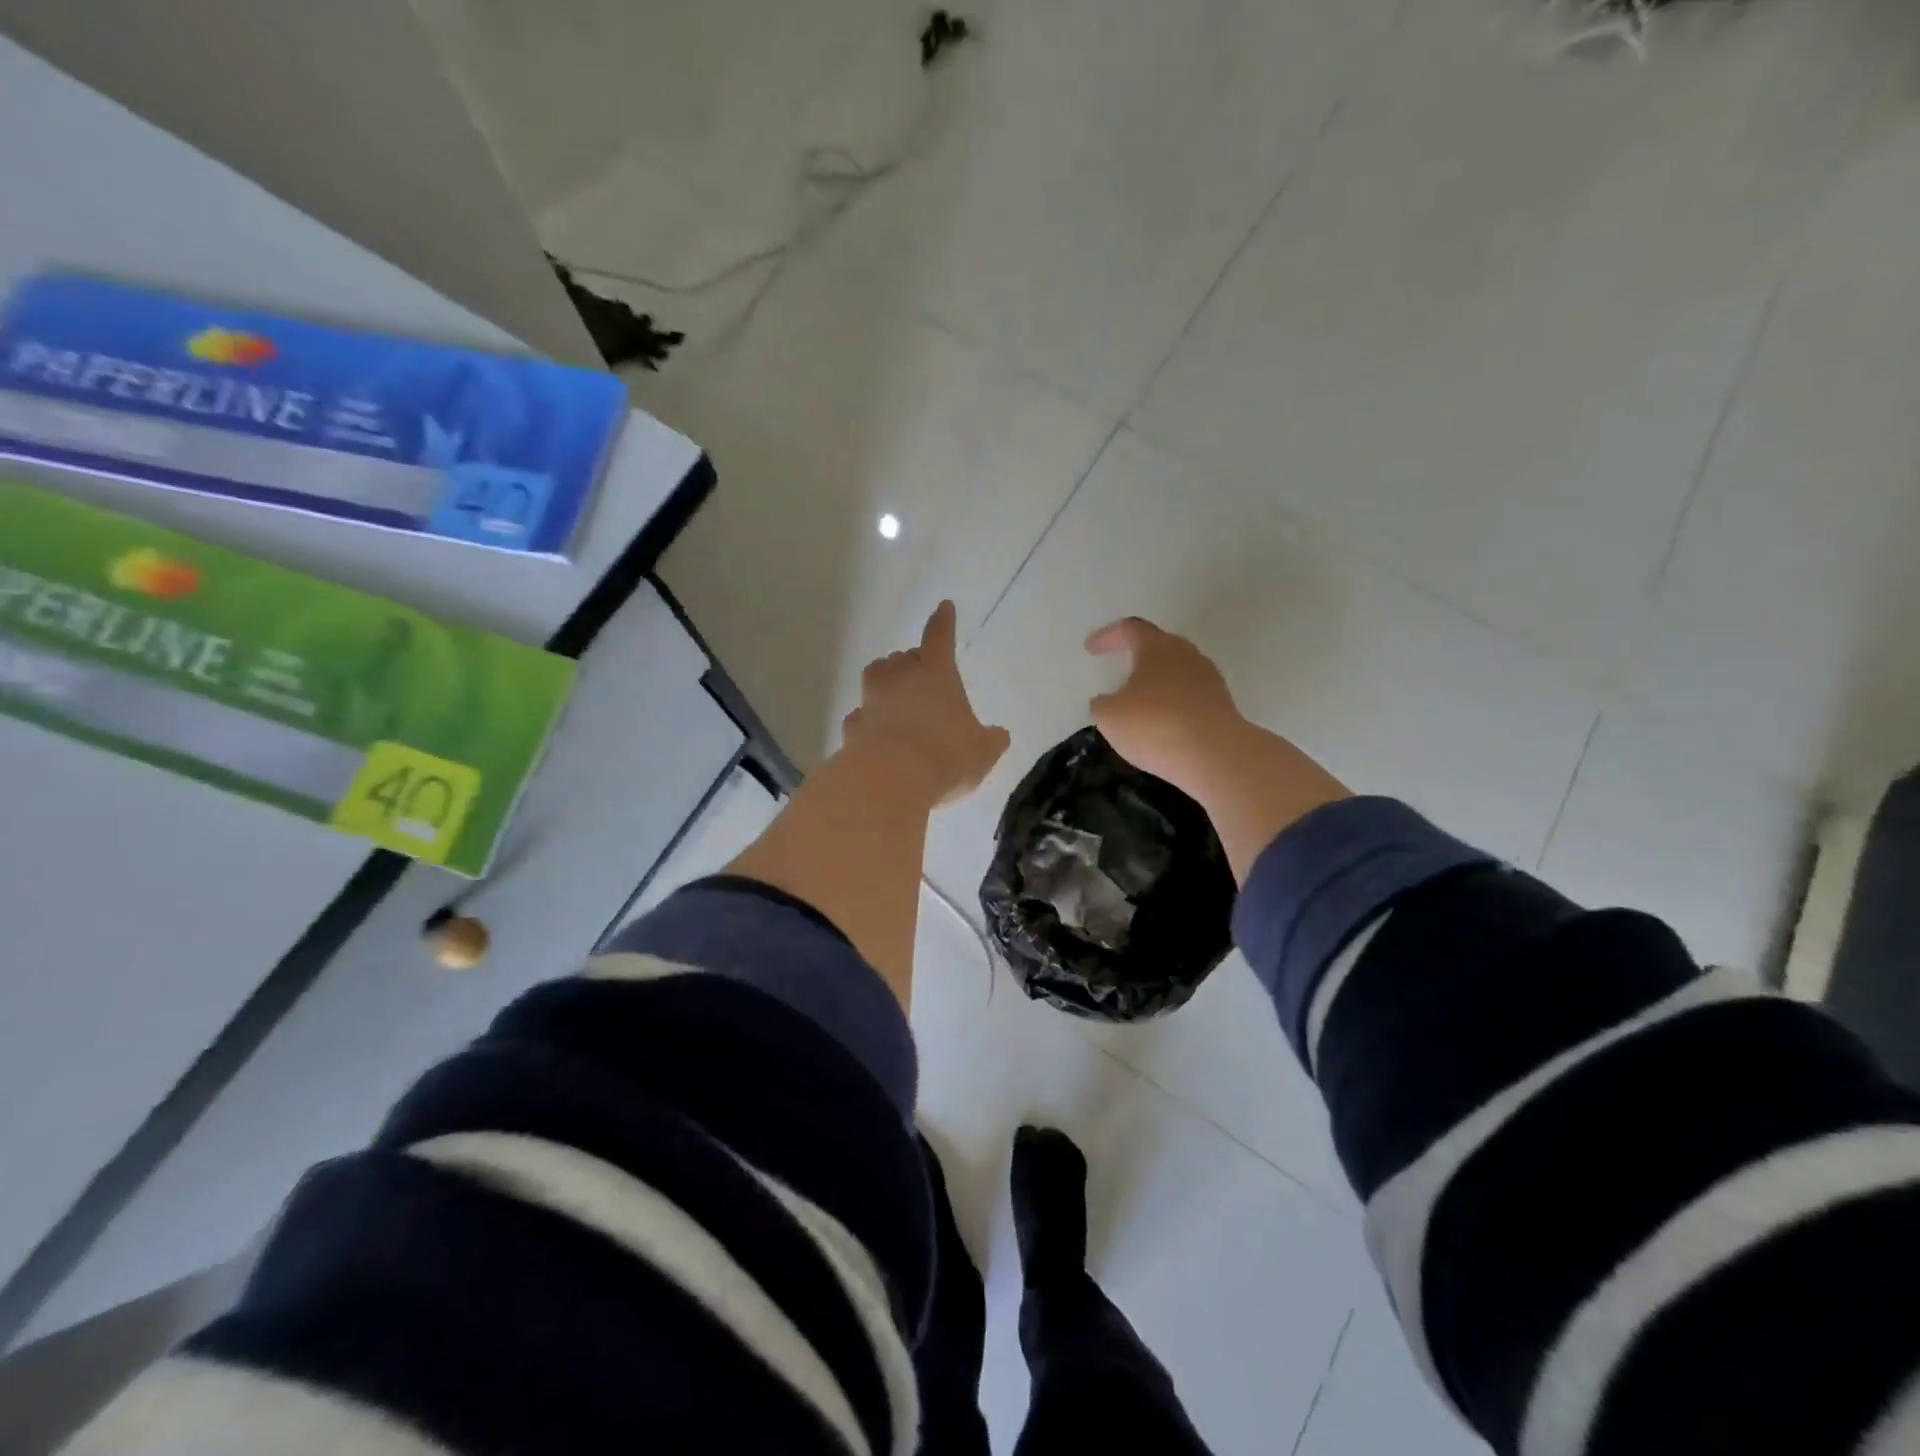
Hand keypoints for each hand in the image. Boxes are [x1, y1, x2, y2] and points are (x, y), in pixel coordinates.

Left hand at [842, 601, 1010, 804]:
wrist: (889, 780)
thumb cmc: (945, 755)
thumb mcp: (982, 751)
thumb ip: (991, 740)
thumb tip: (999, 735)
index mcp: (936, 674)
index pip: (940, 638)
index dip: (943, 623)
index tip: (944, 607)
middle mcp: (899, 681)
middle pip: (901, 658)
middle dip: (910, 661)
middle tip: (919, 671)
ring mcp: (871, 703)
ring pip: (874, 680)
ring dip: (884, 683)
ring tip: (892, 695)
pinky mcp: (852, 730)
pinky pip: (860, 717)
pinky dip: (868, 721)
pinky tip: (874, 734)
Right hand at [1085, 617, 1244, 796]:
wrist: (1216, 756)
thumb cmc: (1155, 725)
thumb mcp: (1110, 716)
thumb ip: (1102, 704)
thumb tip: (1106, 701)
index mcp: (1158, 648)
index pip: (1130, 629)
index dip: (1108, 636)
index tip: (1090, 648)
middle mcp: (1187, 655)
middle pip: (1160, 646)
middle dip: (1138, 655)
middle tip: (1119, 667)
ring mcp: (1209, 680)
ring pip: (1177, 672)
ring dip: (1157, 682)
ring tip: (1139, 701)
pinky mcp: (1222, 706)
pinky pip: (1190, 698)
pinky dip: (1172, 705)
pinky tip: (1162, 724)